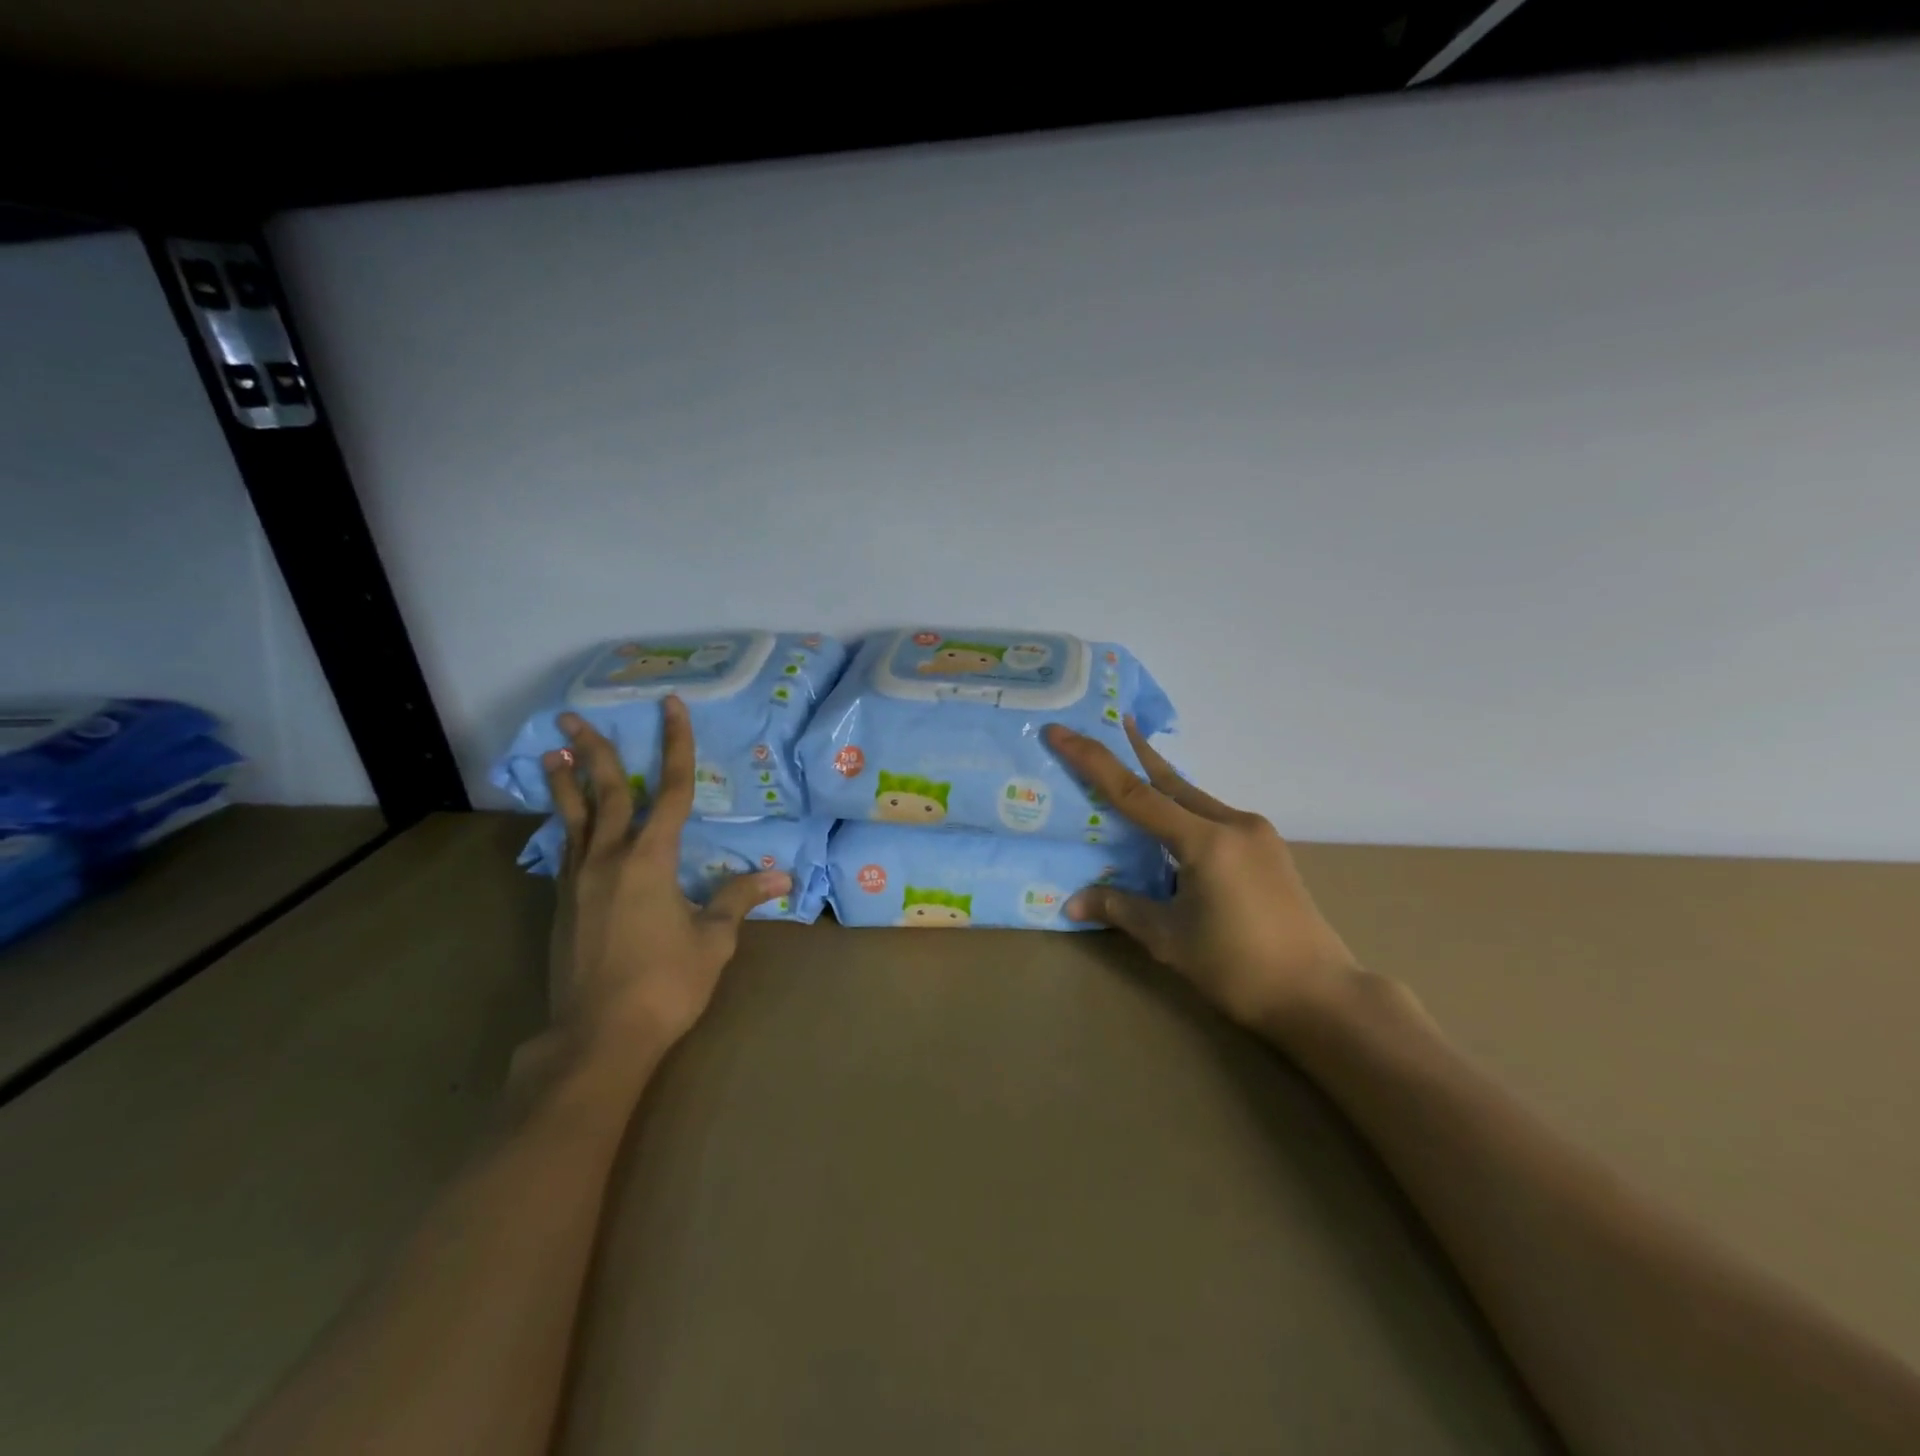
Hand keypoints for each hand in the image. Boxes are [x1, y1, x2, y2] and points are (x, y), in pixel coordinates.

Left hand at [539, 698, 789, 1069]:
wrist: (597, 1037)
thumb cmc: (665, 984)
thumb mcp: (713, 940)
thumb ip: (739, 900)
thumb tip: (780, 877)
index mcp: (651, 860)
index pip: (671, 791)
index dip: (676, 745)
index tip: (671, 707)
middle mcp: (609, 859)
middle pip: (606, 792)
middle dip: (595, 751)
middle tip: (574, 716)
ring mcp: (579, 881)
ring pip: (573, 818)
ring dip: (565, 782)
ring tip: (552, 751)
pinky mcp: (563, 904)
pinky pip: (565, 848)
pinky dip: (564, 823)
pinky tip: (564, 819)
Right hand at [1046, 718, 1359, 1032]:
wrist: (1322, 996)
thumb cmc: (1240, 969)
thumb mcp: (1171, 940)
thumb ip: (1122, 910)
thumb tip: (1071, 902)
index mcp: (1206, 841)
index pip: (1135, 794)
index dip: (1093, 761)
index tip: (1062, 731)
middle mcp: (1234, 824)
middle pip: (1171, 781)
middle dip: (1136, 752)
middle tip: (1109, 722)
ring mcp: (1257, 834)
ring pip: (1196, 799)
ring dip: (1162, 783)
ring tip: (1134, 766)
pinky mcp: (1269, 850)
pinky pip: (1215, 817)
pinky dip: (1185, 810)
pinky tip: (1174, 823)